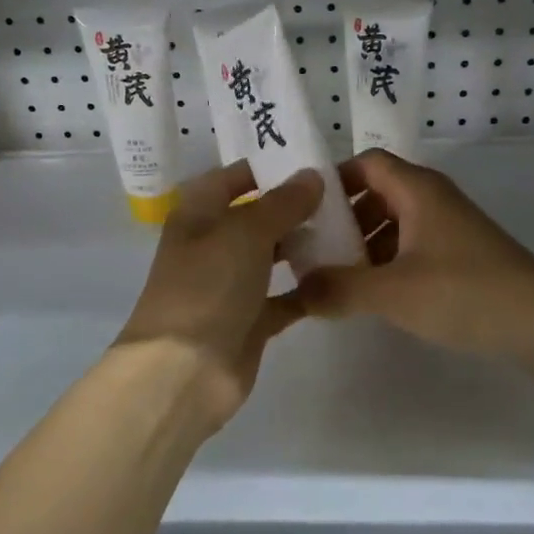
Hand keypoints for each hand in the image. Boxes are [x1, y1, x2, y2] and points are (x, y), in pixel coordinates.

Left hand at [116, 162, 322, 426]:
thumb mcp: (245, 232)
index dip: (269, 167)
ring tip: (349, 230)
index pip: (234, 177)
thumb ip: (282, 202)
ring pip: (272, 256)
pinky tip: (342, 276)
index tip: (314, 161)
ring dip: (303, 246)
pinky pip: (285, 297)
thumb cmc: (208, 286)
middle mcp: (213, 244)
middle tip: (343, 197)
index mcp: (199, 214)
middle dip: (295, 207)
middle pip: (257, 216)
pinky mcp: (249, 320)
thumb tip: (311, 175)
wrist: (183, 371)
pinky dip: (308, 289)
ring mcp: (230, 284)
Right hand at [295, 150, 533, 385]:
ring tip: (335, 278)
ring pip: (393, 223)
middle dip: (342, 219)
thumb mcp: (393, 292)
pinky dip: (386, 263)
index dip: (332, 181)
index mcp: (417, 190)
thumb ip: (339, 288)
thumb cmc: (465, 293)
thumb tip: (296, 292)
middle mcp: (432, 199)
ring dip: (363, 245)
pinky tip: (373, 295)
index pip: (365, 163)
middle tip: (311, 251)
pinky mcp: (460, 257)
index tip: (302, 213)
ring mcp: (449, 229)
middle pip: (376, 193)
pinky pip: (411, 248)